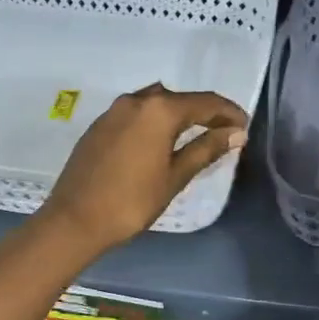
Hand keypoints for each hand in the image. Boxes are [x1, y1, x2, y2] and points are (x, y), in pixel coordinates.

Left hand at [35, 85, 248, 258]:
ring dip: (178, 114)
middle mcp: (136, 100)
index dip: (228, 112)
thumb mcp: (175, 176)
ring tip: (194, 135)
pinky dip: (155, 121)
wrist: (73, 220)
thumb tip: (235, 133)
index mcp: (159, 109)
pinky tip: (160, 141)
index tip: (244, 126)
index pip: (205, 102)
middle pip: (179, 99)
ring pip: (156, 103)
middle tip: (224, 132)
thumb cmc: (131, 201)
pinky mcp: (99, 125)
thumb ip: (206, 149)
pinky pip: (136, 113)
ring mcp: (114, 110)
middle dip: (204, 112)